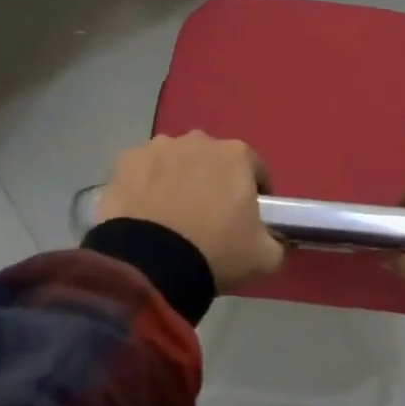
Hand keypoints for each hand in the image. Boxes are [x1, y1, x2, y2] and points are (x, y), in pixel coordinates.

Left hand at [97, 132, 284, 292]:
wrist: (150, 265)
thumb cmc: (216, 253)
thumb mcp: (266, 257)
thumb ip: (279, 242)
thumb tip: (279, 239)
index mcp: (237, 155)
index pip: (255, 170)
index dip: (255, 194)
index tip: (248, 219)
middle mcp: (198, 140)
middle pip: (212, 162)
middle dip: (213, 183)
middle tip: (207, 220)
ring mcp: (157, 148)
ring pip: (175, 162)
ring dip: (177, 180)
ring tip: (172, 218)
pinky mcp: (125, 162)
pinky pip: (142, 172)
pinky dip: (145, 186)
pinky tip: (144, 214)